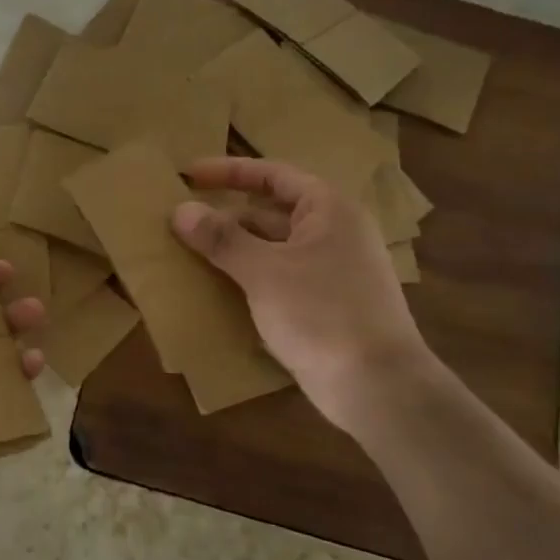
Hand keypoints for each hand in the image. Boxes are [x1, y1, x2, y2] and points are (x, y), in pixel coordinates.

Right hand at [171, 157, 429, 431]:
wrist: (378, 387)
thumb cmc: (322, 313)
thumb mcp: (264, 272)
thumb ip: (222, 239)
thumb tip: (180, 210)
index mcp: (328, 210)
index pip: (272, 175)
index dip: (228, 172)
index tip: (188, 175)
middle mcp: (334, 233)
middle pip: (270, 212)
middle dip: (226, 216)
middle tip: (181, 221)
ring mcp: (332, 271)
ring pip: (272, 248)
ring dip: (234, 249)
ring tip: (189, 253)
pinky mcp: (326, 305)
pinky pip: (279, 278)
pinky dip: (249, 277)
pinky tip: (217, 290)